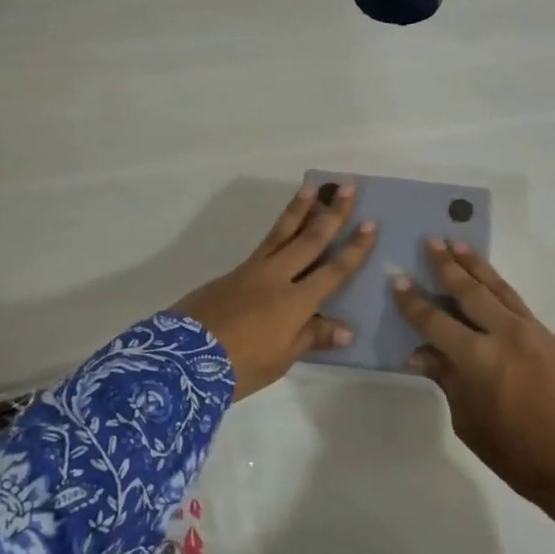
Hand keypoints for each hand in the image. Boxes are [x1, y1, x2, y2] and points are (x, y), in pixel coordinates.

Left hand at [172, 182, 375, 399]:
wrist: (183, 359)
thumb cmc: (240, 366)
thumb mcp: (281, 359)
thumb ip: (312, 337)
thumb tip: (346, 329)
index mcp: (296, 302)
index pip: (334, 270)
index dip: (355, 248)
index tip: (371, 223)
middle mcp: (278, 277)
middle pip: (310, 239)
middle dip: (332, 213)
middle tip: (348, 187)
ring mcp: (253, 270)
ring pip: (282, 232)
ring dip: (301, 209)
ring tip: (312, 187)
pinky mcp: (233, 272)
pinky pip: (265, 244)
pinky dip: (279, 230)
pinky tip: (284, 227)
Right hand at [394, 240, 554, 525]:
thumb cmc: (514, 452)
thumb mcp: (467, 420)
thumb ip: (446, 378)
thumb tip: (420, 353)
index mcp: (478, 358)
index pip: (436, 321)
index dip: (414, 302)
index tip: (398, 280)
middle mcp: (506, 334)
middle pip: (470, 291)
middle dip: (448, 265)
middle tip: (432, 241)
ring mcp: (535, 332)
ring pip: (500, 289)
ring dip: (477, 266)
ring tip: (459, 243)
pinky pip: (521, 308)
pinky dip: (502, 292)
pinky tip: (492, 286)